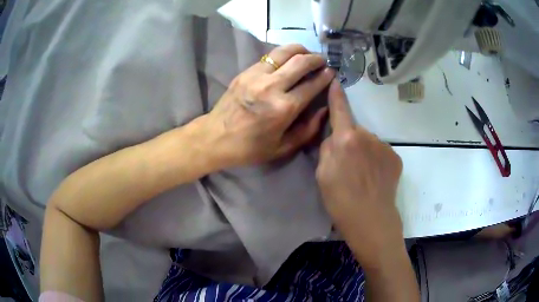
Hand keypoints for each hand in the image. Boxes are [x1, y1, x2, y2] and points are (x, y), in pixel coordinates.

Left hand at [198, 44, 334, 167]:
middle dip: (316, 58)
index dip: (325, 77)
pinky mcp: (245, 72)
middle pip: (300, 61)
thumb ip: (307, 129)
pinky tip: (287, 60)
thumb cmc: (249, 148)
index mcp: (284, 108)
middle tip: (322, 61)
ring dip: (300, 50)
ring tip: (307, 54)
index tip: (332, 73)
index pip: (312, 84)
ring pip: (284, 52)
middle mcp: (272, 86)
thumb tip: (323, 109)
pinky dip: (283, 55)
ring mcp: (256, 75)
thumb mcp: (283, 147)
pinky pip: (269, 57)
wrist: (215, 137)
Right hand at [316, 80, 403, 262]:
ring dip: (363, 152)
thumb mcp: (322, 175)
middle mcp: (368, 136)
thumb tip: (334, 137)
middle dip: (349, 142)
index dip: (336, 94)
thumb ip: (326, 149)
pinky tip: (375, 179)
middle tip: (346, 167)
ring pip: (369, 143)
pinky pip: (381, 153)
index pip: (340, 109)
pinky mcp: (396, 158)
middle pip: (354, 131)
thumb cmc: (341, 201)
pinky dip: (376, 161)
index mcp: (346, 139)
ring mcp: (385, 146)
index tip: (335, 80)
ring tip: (362, 177)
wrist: (372, 221)